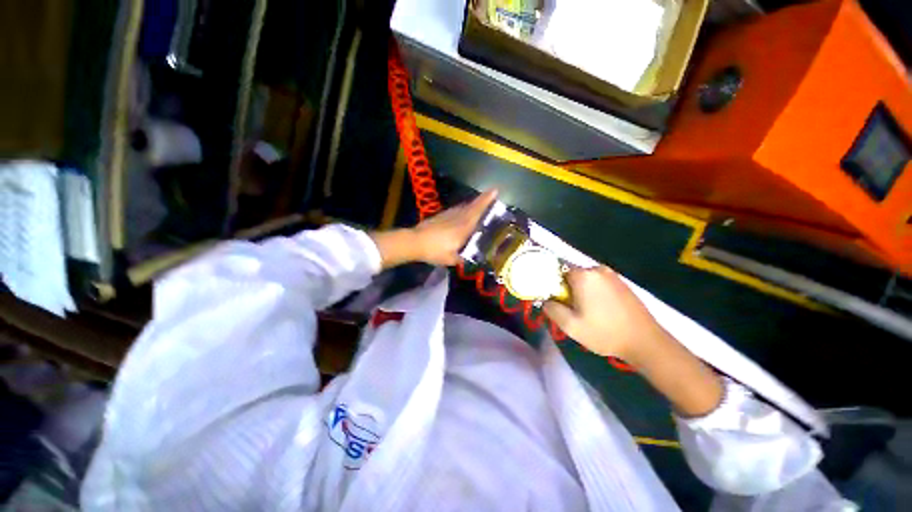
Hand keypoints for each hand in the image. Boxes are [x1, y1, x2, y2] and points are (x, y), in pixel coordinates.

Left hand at [370, 189, 497, 267]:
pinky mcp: (440, 216)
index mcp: (463, 227)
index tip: (495, 190)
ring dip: (473, 204)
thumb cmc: (434, 251)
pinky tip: (462, 213)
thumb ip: (461, 259)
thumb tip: (467, 259)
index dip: (486, 201)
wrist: (414, 242)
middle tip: (492, 193)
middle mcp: (458, 218)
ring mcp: (448, 215)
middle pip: (472, 206)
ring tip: (480, 204)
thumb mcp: (450, 259)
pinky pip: (456, 210)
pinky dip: (463, 209)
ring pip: (464, 207)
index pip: (477, 212)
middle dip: (483, 199)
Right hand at [546, 266, 722, 415]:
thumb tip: (546, 300)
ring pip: (585, 279)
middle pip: (571, 274)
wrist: (645, 341)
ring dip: (581, 291)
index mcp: (583, 275)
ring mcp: (612, 275)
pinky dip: (594, 292)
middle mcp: (597, 269)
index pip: (557, 271)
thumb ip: (552, 309)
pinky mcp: (622, 283)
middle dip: (567, 289)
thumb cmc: (604, 332)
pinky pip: (599, 282)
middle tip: (571, 309)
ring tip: (586, 311)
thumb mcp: (570, 326)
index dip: (553, 285)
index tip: (556, 301)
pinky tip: (600, 309)